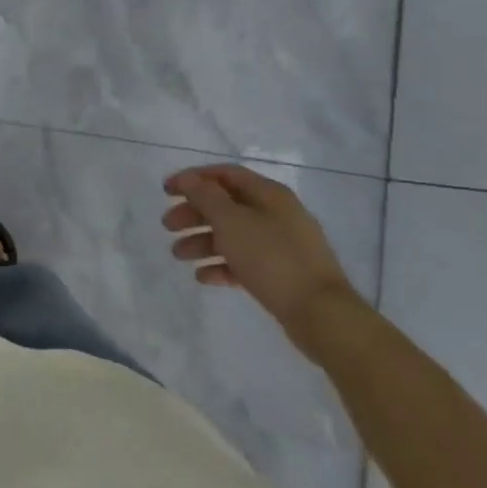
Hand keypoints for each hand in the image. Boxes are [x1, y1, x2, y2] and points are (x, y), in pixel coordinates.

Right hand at [162, 164, 360, 356]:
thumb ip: (206, 197)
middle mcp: (276, 214)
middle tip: (168, 226)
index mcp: (269, 195)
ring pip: (232, 235)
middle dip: (194, 213)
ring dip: (202, 241)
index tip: (166, 191)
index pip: (225, 174)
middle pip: (226, 205)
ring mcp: (281, 245)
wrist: (320, 313)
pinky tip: (203, 277)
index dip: (193, 179)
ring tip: (178, 255)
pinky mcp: (281, 273)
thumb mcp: (232, 222)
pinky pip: (244, 262)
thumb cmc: (272, 258)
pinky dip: (221, 265)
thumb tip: (189, 179)